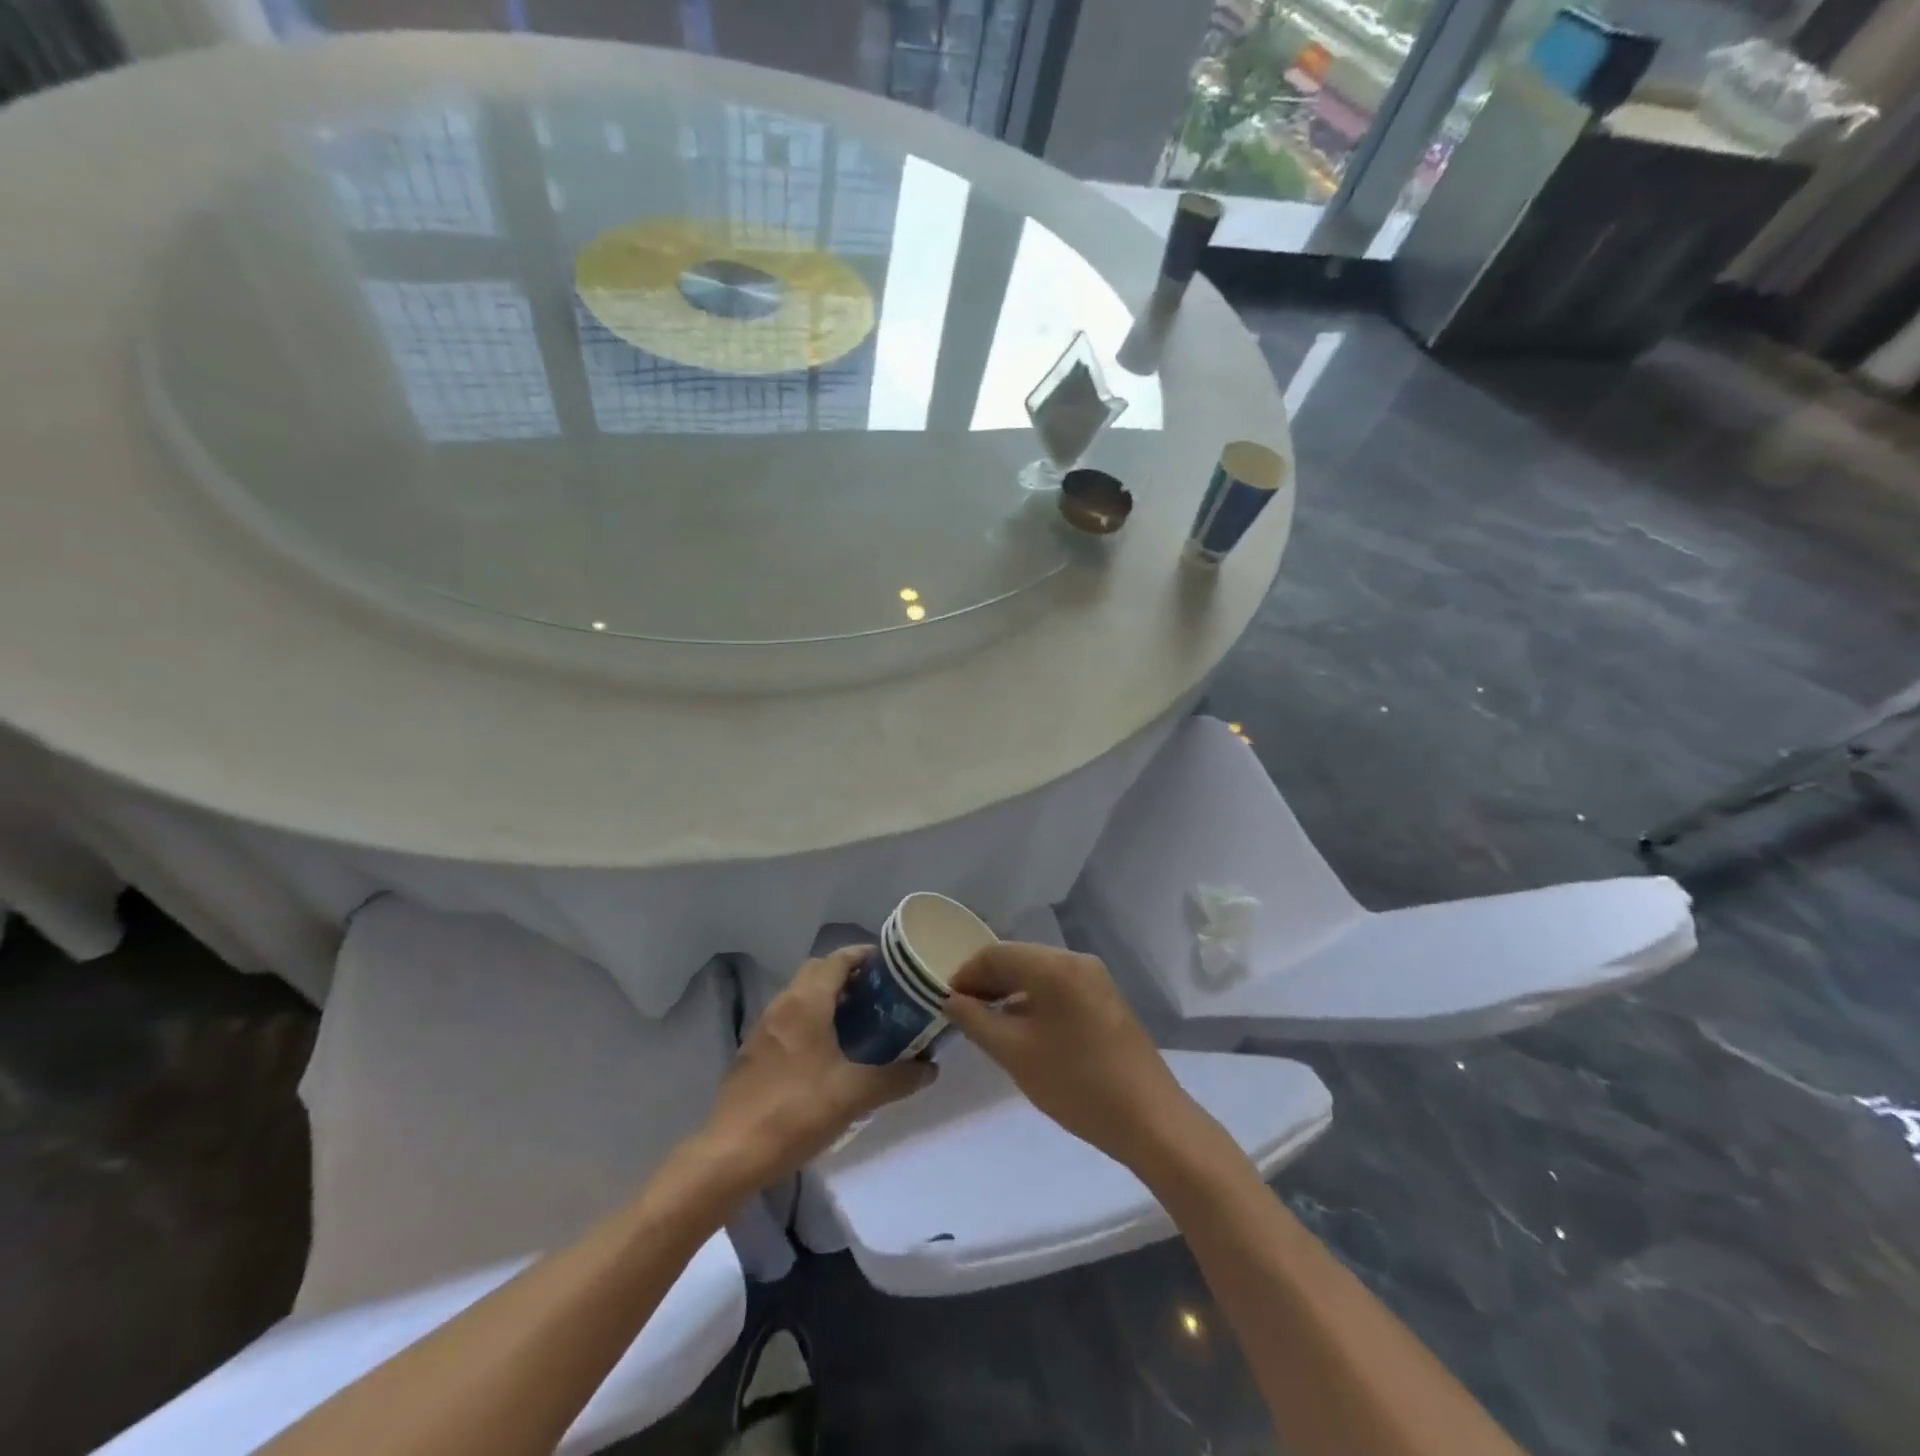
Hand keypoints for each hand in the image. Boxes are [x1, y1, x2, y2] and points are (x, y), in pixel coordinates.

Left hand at [698, 945, 935, 1190]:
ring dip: (827, 997)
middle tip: (879, 994)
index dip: (864, 955)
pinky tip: (827, 1052)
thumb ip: (896, 1078)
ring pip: (800, 995)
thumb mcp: (855, 1095)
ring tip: (859, 1021)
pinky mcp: (753, 1052)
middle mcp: (783, 1004)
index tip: (891, 965)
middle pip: (818, 971)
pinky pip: (788, 1019)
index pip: (838, 960)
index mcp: (807, 1002)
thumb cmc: (797, 1112)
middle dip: (848, 974)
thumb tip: (931, 1068)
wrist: (732, 1154)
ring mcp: (763, 1028)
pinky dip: (810, 1020)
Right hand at [943, 942, 1197, 1170]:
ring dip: (1009, 992)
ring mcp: (1095, 979)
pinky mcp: (1105, 1000)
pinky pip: (1058, 988)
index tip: (944, 1001)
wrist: (1149, 1119)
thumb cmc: (1076, 1083)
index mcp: (1054, 966)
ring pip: (1038, 974)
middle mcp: (1076, 961)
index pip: (996, 953)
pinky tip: (1020, 1029)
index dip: (966, 973)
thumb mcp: (1015, 1054)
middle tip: (960, 1012)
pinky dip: (1033, 1001)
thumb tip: (952, 1000)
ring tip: (985, 1023)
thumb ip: (977, 1021)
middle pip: (1018, 959)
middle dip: (986, 981)